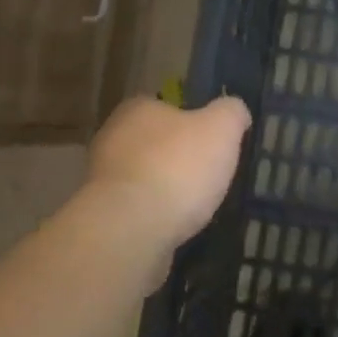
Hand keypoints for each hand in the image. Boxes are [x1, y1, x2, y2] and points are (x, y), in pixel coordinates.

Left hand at [88, 95, 251, 247]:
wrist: (131, 228)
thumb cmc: (178, 168)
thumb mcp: (221, 128)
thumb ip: (231, 113)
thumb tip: (235, 110)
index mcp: (138, 109)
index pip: (167, 108)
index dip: (192, 124)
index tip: (212, 144)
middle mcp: (113, 137)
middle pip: (154, 143)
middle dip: (177, 158)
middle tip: (207, 176)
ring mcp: (103, 178)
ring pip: (144, 177)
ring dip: (165, 189)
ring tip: (195, 207)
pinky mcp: (103, 214)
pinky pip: (136, 208)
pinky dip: (154, 215)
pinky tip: (174, 227)